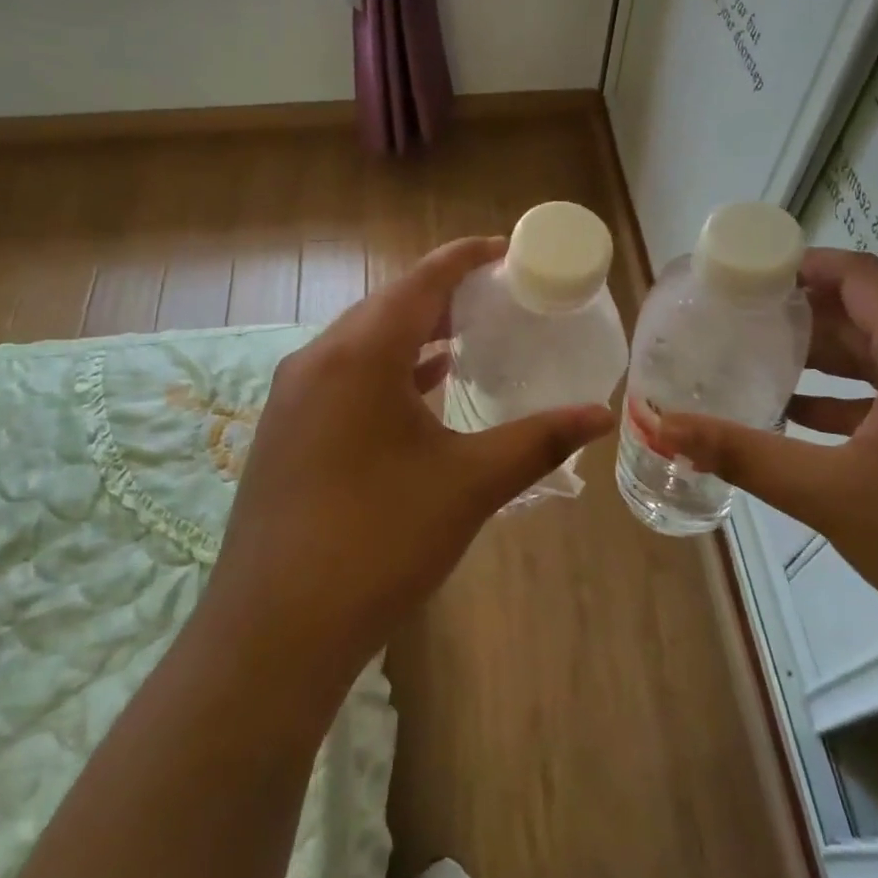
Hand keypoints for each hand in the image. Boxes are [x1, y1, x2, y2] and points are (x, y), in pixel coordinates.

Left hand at [204, 237, 612, 698]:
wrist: (276, 628)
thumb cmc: (379, 541)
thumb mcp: (468, 485)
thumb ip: (537, 441)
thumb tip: (600, 415)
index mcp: (359, 354)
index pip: (421, 280)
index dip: (466, 257)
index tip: (507, 249)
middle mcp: (318, 359)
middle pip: (387, 304)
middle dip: (442, 294)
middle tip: (497, 296)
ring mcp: (293, 395)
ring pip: (361, 341)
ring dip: (413, 332)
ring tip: (467, 336)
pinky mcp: (285, 429)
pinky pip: (344, 374)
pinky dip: (386, 369)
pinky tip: (420, 389)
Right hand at [654, 250, 877, 694]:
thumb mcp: (831, 495)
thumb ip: (742, 454)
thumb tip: (661, 426)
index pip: (863, 277)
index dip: (805, 265)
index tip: (750, 273)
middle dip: (809, 313)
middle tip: (744, 320)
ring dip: (835, 358)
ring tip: (768, 364)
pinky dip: (863, 398)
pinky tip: (814, 424)